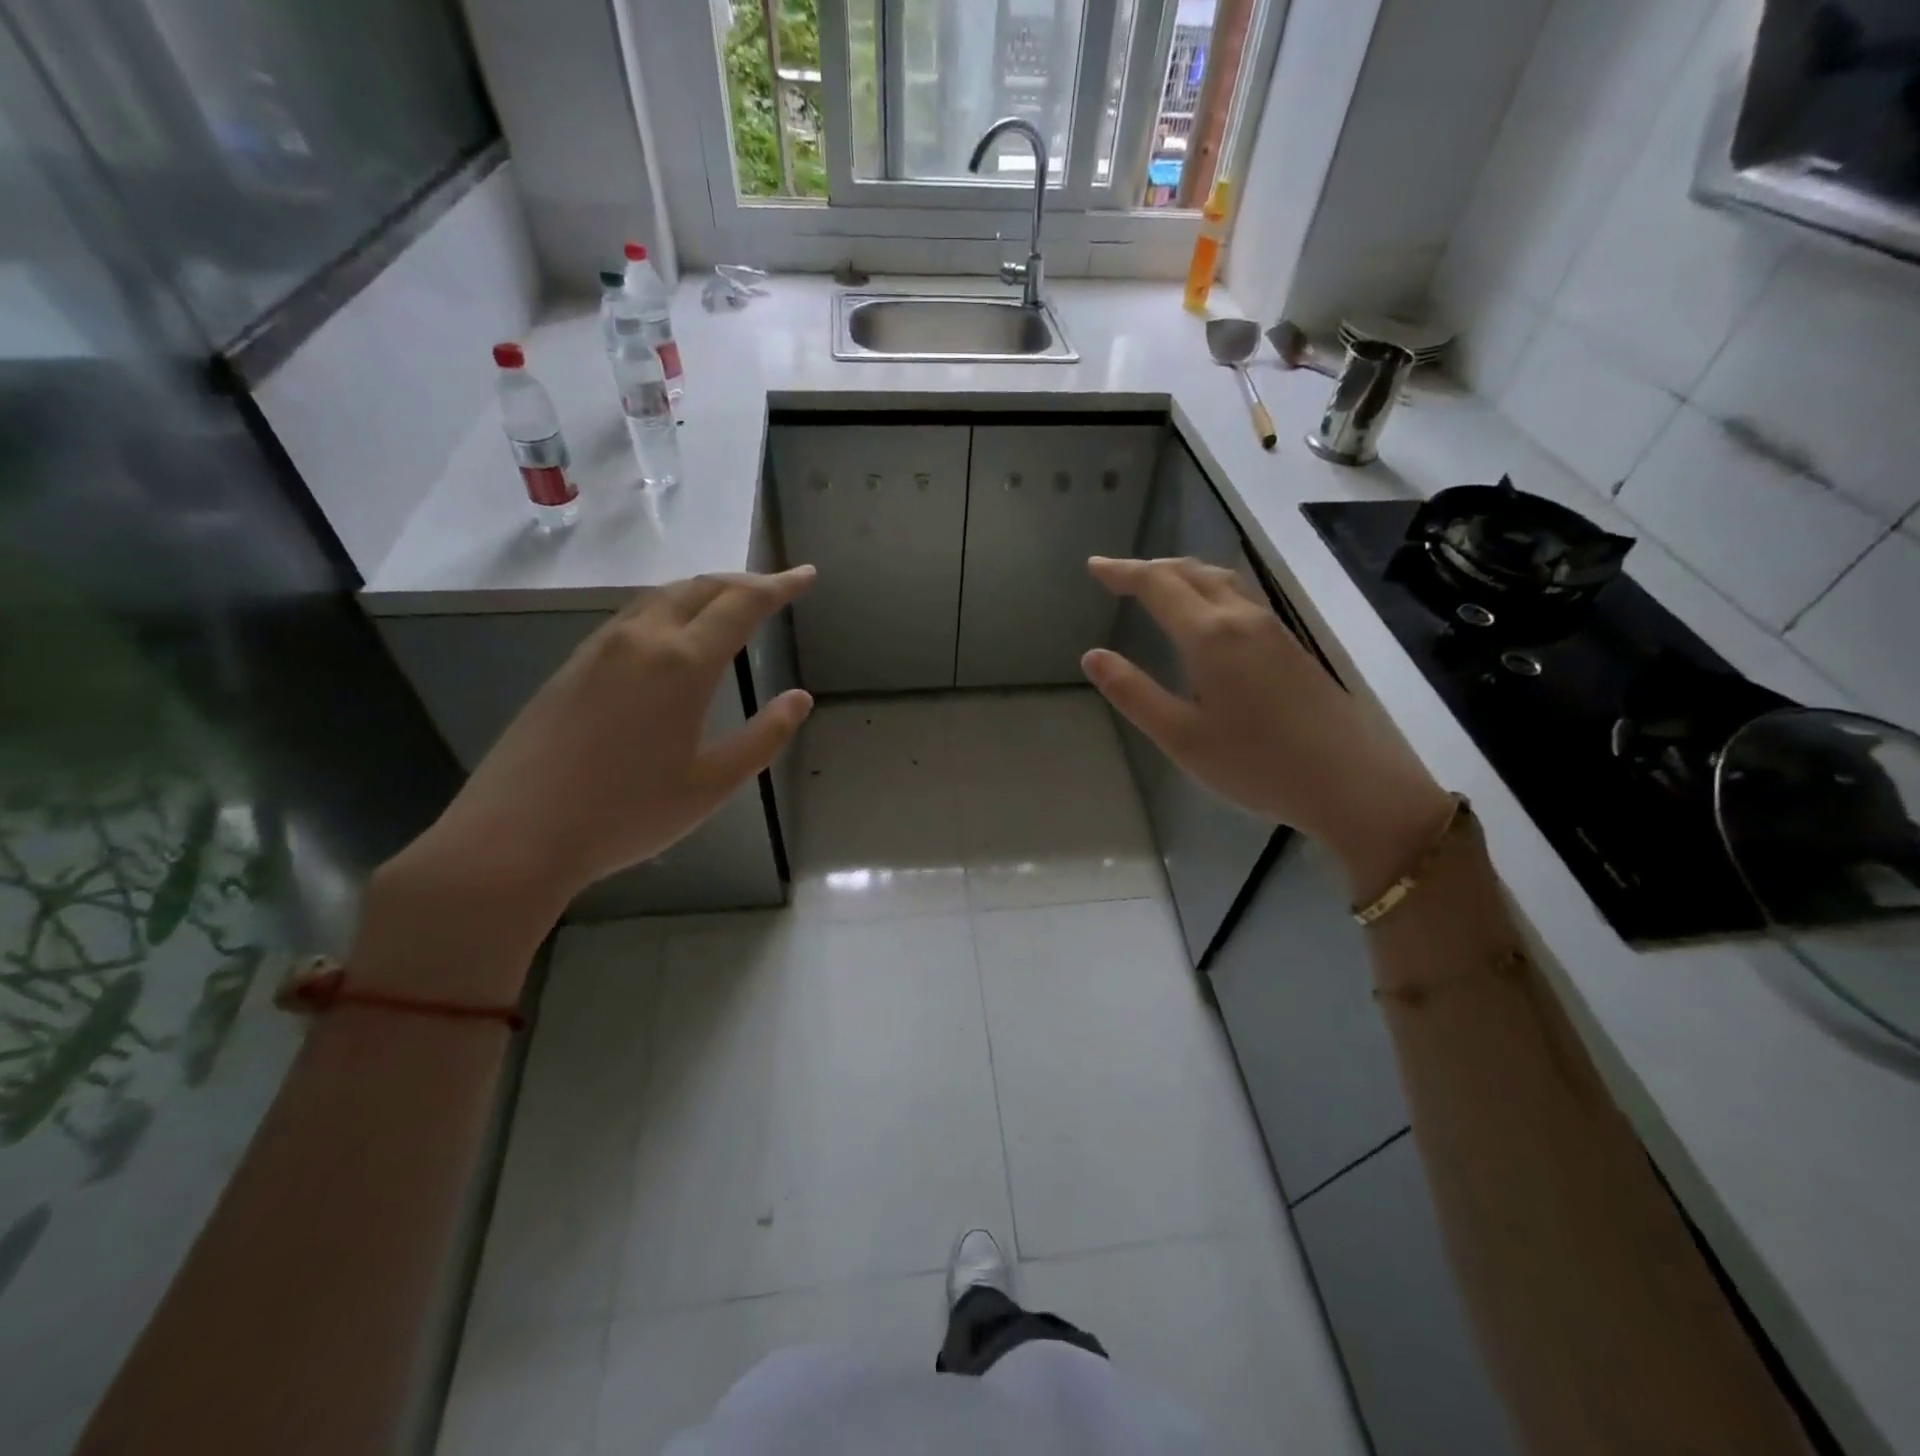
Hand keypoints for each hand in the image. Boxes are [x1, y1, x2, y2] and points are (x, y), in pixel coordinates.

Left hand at [355, 569, 815, 1001]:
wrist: (515, 836)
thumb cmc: (627, 814)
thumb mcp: (712, 784)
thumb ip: (764, 737)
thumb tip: (800, 699)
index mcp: (682, 663)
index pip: (742, 604)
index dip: (779, 585)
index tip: (806, 574)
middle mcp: (640, 639)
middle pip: (700, 587)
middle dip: (744, 581)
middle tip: (775, 588)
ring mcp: (599, 648)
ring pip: (662, 597)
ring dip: (704, 591)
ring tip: (731, 604)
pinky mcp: (572, 665)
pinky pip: (633, 617)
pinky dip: (669, 609)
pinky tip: (674, 636)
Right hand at [1082, 556, 1452, 898]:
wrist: (1350, 782)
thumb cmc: (1256, 764)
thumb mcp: (1181, 737)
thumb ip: (1133, 693)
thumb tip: (1092, 656)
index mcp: (1211, 635)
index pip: (1157, 585)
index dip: (1123, 572)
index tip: (1094, 566)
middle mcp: (1242, 619)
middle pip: (1191, 572)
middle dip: (1150, 568)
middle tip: (1117, 576)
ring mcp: (1273, 629)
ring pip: (1221, 580)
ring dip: (1182, 574)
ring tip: (1156, 585)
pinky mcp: (1291, 645)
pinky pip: (1240, 597)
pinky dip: (1208, 588)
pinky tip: (1204, 614)